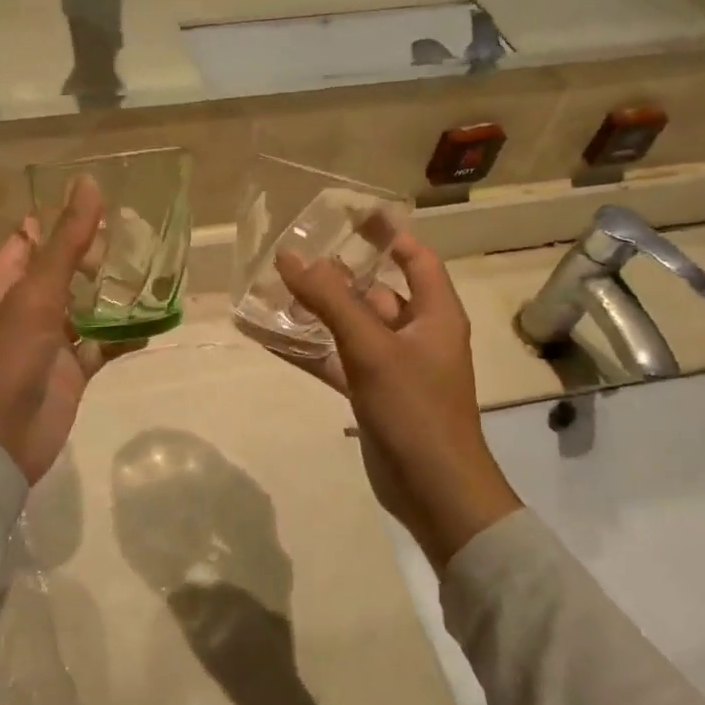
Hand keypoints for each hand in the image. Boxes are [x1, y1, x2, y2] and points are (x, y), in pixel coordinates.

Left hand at [0, 178, 129, 483]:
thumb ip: (66, 242)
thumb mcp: (36, 293)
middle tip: (143, 236)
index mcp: (5, 282)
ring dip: (115, 295)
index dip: (64, 220)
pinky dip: (124, 336)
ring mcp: (49, 340)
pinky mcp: (70, 370)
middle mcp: (26, 306)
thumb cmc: (6, 358)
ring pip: (87, 308)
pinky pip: (102, 345)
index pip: (32, 238)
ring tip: (157, 272)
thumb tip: (89, 183)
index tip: (108, 203)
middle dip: (98, 256)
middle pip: (65, 270)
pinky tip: (153, 324)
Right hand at [275, 232, 522, 567]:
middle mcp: (416, 334)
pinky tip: (270, 338)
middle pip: (374, 291)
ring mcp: (392, 366)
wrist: (433, 490)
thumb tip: (289, 255)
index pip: (415, 258)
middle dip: (336, 274)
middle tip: (293, 255)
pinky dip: (308, 349)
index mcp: (434, 314)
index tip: (350, 214)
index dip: (387, 234)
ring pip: (350, 327)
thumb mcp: (371, 347)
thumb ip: (329, 300)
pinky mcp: (371, 393)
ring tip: (273, 291)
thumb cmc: (415, 409)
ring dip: (316, 312)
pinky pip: (336, 360)